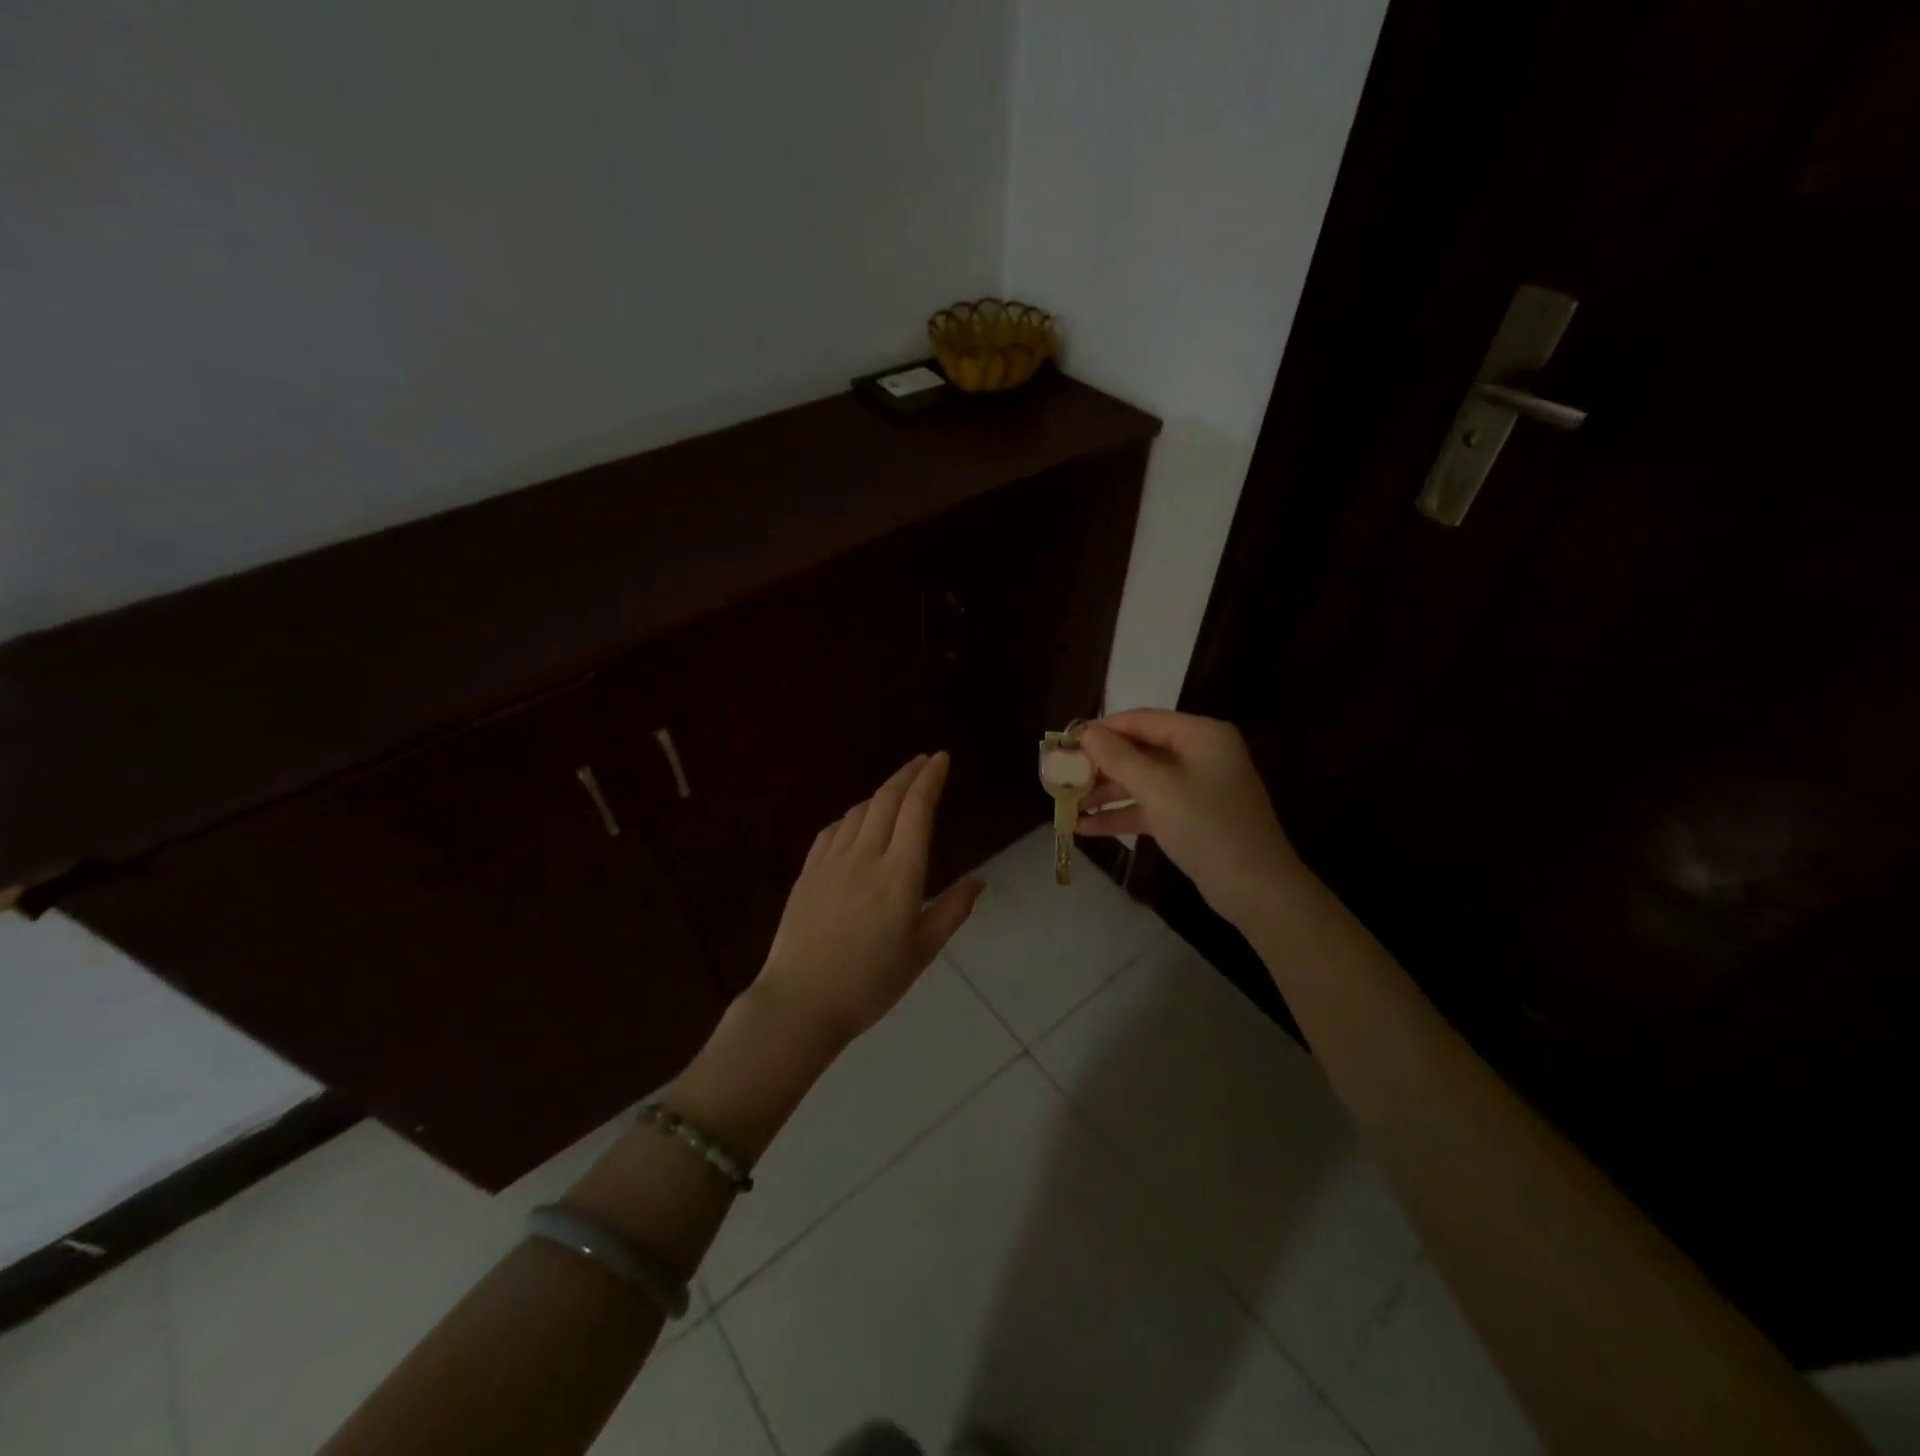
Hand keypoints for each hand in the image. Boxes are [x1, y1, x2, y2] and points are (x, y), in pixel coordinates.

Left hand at [755, 752, 982, 1044]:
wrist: (800, 1003)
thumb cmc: (869, 983)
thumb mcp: (921, 952)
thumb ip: (952, 911)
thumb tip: (979, 880)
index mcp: (899, 875)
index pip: (917, 811)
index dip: (930, 780)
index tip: (941, 759)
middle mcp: (865, 857)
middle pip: (887, 800)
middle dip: (908, 774)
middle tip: (924, 761)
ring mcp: (831, 862)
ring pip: (859, 811)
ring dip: (881, 793)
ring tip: (897, 790)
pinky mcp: (807, 872)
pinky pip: (833, 830)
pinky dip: (852, 816)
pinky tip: (856, 822)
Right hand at [1075, 710, 1299, 927]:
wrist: (1256, 888)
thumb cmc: (1208, 826)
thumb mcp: (1158, 788)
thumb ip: (1119, 757)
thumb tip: (1085, 732)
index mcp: (1200, 735)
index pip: (1141, 720)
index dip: (1101, 729)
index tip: (1064, 741)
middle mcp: (1199, 754)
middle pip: (1138, 751)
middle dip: (1099, 765)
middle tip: (1060, 775)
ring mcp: (1195, 787)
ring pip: (1140, 781)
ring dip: (1104, 793)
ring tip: (1065, 804)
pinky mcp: (1190, 817)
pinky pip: (1148, 807)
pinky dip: (1120, 815)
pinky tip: (1084, 828)